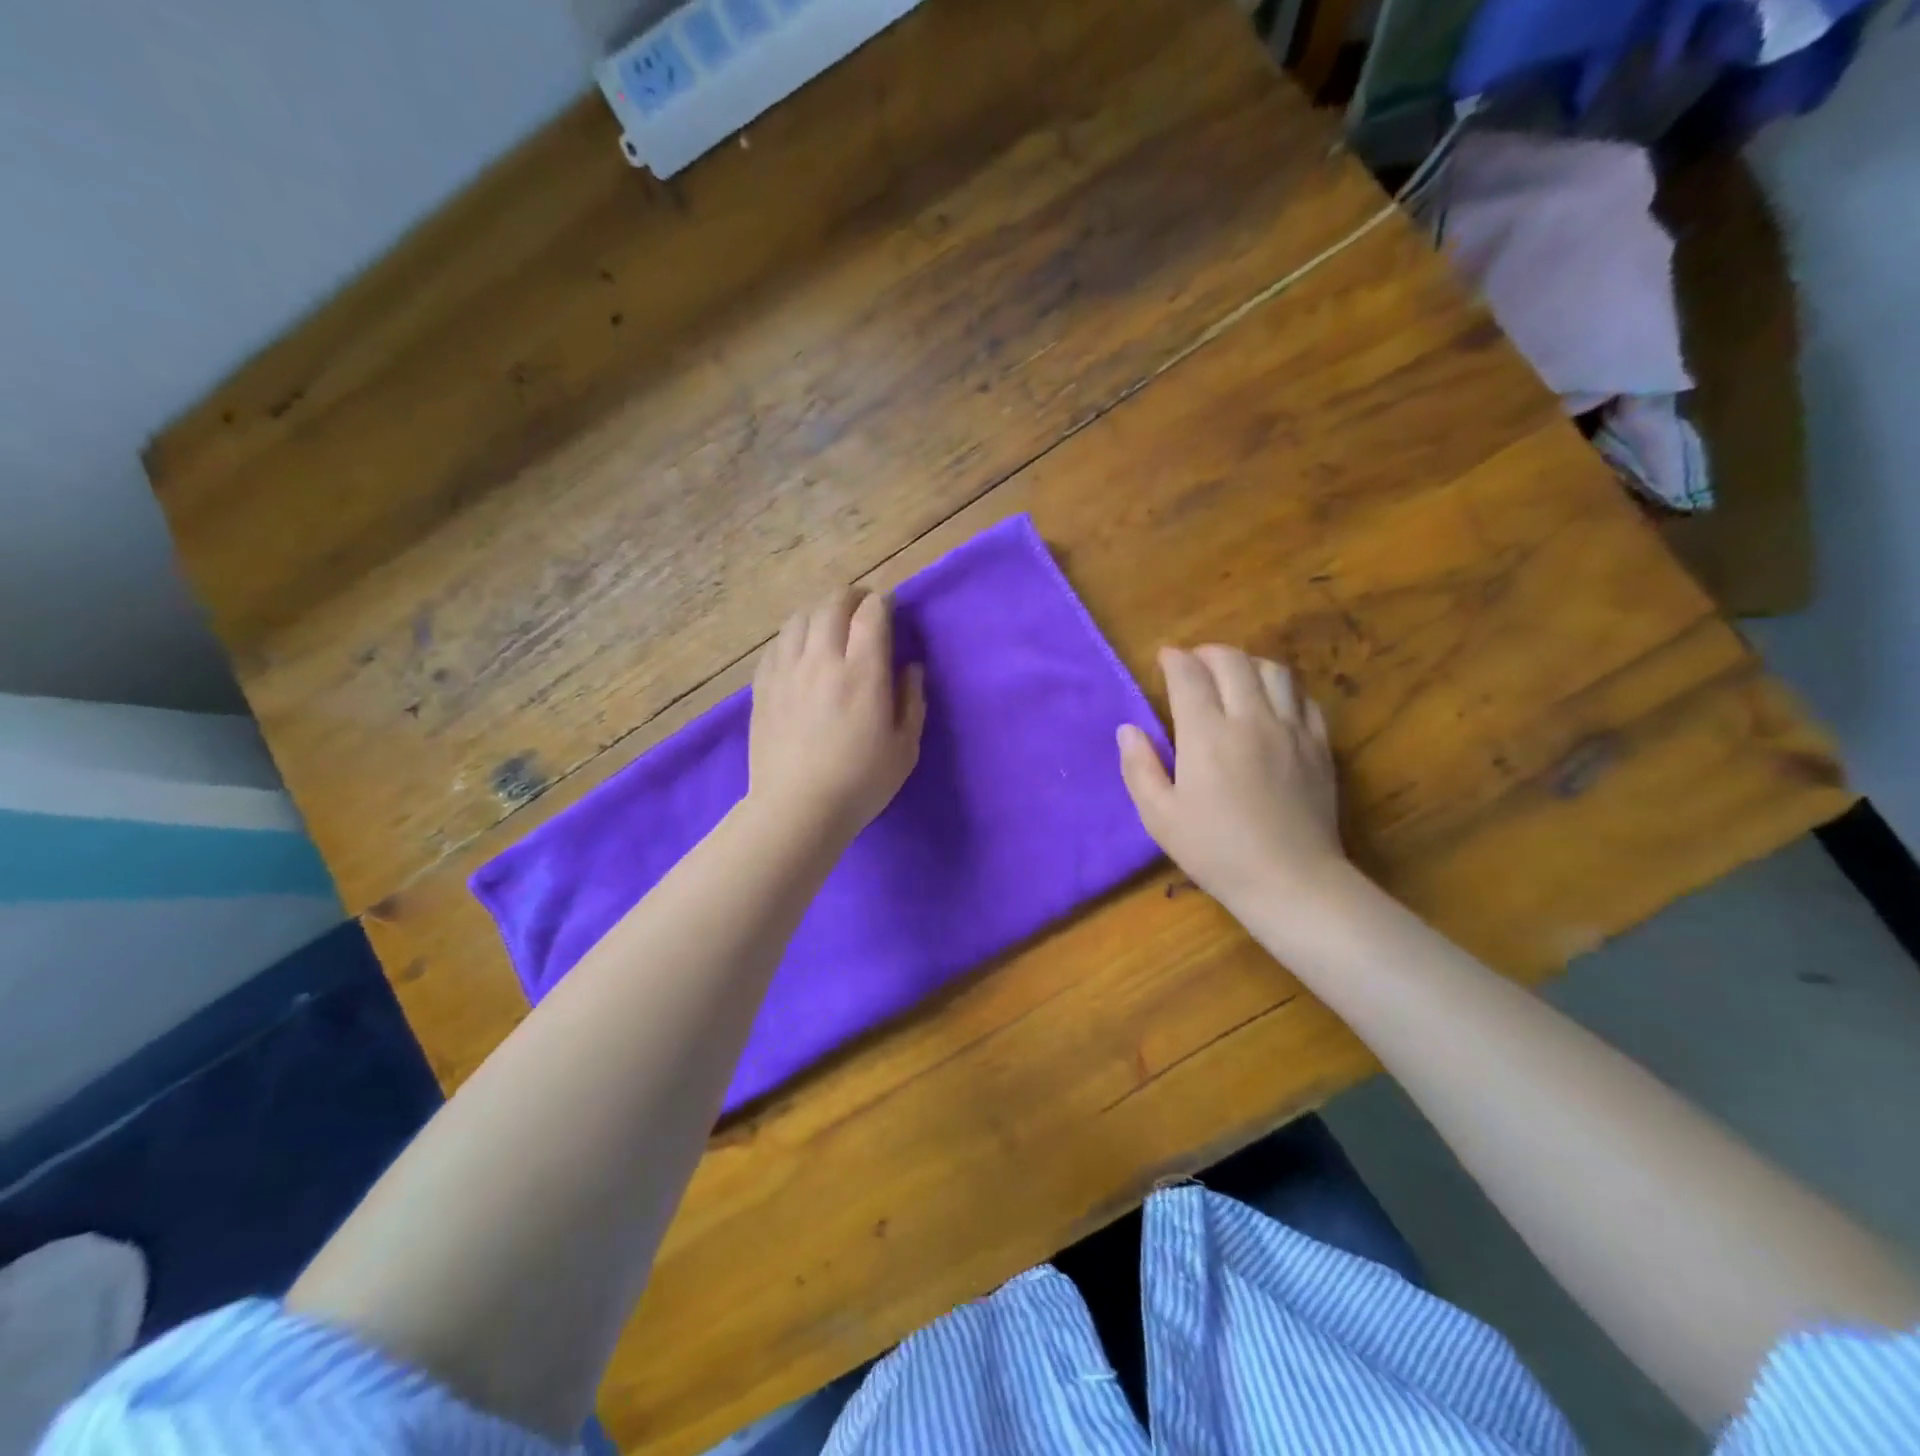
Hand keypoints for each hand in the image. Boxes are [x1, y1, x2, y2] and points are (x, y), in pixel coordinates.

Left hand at [748, 587, 925, 843]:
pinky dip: (793, 635)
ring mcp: (787, 671)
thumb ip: (911, 700)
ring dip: (819, 611)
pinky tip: (800, 648)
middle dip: (851, 597)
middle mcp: (822, 660)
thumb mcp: (904, 747)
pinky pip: (777, 643)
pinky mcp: (763, 686)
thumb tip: (910, 667)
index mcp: (862, 672)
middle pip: (832, 604)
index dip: (882, 601)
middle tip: (862, 607)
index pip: (871, 613)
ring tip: (830, 622)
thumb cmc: (861, 782)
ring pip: (799, 617)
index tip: (888, 606)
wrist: (797, 809)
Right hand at [1118, 645, 1346, 914]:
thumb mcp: (1159, 817)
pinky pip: (1304, 698)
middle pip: (1232, 661)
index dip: (1174, 659)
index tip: (1164, 658)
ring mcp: (1291, 730)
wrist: (1291, 881)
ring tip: (1233, 676)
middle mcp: (1251, 720)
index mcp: (1206, 735)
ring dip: (1248, 664)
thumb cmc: (1215, 851)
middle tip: (1194, 663)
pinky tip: (1272, 703)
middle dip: (1208, 652)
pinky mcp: (1319, 746)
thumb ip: (1139, 767)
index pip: (1189, 675)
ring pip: (1273, 671)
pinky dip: (1283, 689)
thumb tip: (1128, 729)